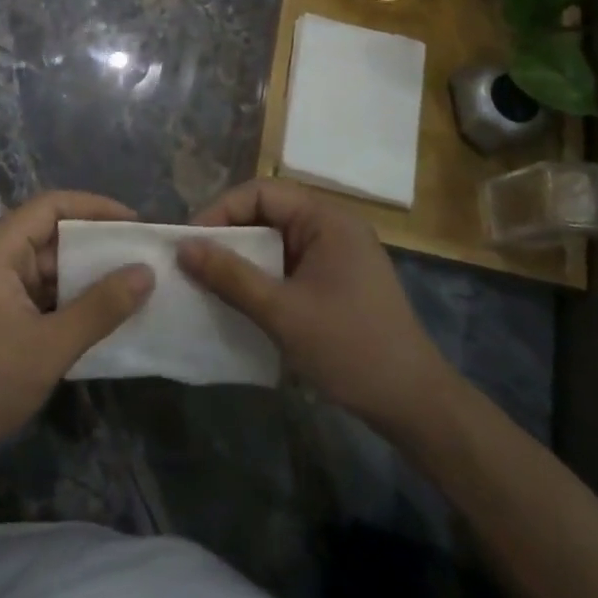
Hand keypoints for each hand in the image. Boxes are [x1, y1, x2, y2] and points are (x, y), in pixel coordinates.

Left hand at [0, 190, 153, 472]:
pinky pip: (40, 290)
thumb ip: (101, 307)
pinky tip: (103, 313)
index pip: (53, 205)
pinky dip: (70, 297)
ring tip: (133, 283)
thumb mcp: (50, 346)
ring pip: (48, 264)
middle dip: (97, 242)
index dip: (96, 208)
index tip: (136, 224)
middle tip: (142, 256)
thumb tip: (147, 272)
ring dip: (86, 273)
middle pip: (52, 232)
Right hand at [178, 178, 450, 435]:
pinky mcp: (338, 280)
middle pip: (268, 212)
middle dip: (229, 234)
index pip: (261, 192)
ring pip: (277, 240)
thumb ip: (231, 276)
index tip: (189, 243)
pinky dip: (264, 275)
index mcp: (326, 218)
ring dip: (245, 257)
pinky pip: (291, 263)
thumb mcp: (282, 312)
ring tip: (209, 280)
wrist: (415, 404)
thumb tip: (183, 247)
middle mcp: (333, 225)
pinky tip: (243, 299)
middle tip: (193, 262)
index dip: (221, 211)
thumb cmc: (349, 348)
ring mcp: (338, 253)